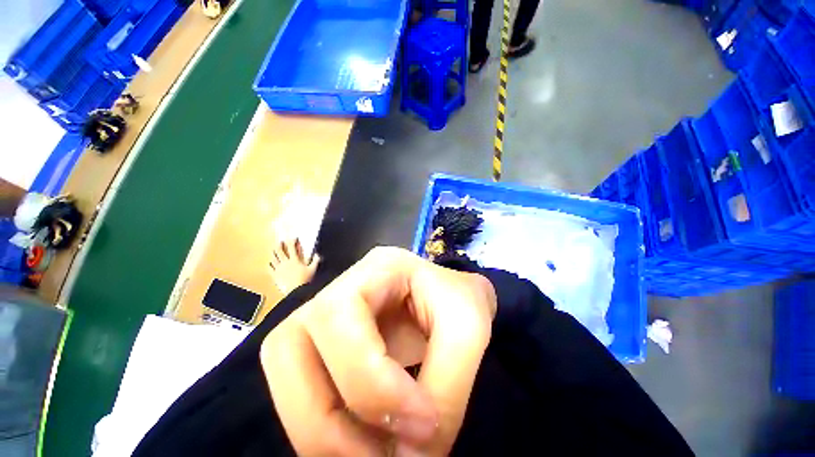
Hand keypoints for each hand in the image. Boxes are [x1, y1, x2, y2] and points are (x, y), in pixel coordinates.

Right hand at [260, 247, 496, 455]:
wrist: (455, 303)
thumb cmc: (463, 303)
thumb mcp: (469, 332)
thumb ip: (445, 392)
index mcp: (377, 267)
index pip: (338, 316)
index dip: (370, 381)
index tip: (422, 426)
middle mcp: (339, 288)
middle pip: (290, 344)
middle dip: (328, 418)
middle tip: (386, 455)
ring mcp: (326, 316)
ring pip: (284, 372)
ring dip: (318, 429)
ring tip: (372, 454)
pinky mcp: (323, 344)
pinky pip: (297, 390)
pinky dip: (322, 428)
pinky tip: (362, 440)